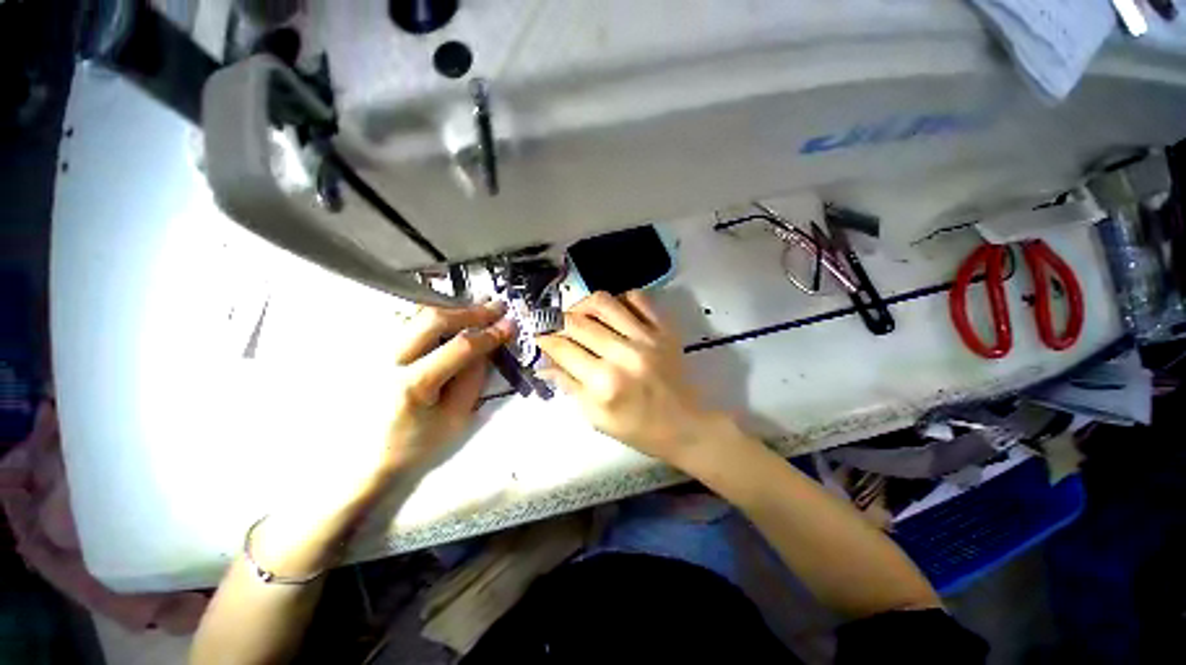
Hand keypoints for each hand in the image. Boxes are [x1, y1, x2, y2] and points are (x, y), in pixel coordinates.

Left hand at [382, 301, 514, 474]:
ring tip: (476, 311)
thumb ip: (473, 379)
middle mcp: (387, 361)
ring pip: (415, 314)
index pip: (459, 347)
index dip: (489, 334)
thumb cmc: (415, 446)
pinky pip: (404, 322)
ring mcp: (373, 353)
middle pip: (432, 319)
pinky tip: (448, 321)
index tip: (510, 324)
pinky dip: (431, 317)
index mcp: (413, 385)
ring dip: (451, 310)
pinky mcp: (369, 352)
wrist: (365, 461)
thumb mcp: (455, 418)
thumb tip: (487, 347)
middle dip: (470, 311)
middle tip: (495, 307)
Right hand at [537, 291, 723, 468]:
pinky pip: (638, 298)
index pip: (562, 349)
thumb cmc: (637, 429)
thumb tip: (544, 363)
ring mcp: (646, 337)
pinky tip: (612, 312)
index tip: (537, 335)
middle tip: (553, 325)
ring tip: (578, 315)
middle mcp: (622, 354)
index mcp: (603, 383)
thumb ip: (568, 385)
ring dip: (582, 304)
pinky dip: (620, 299)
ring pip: (603, 302)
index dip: (543, 339)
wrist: (685, 425)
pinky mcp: (664, 329)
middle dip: (556, 320)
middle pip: (577, 322)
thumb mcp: (596, 417)